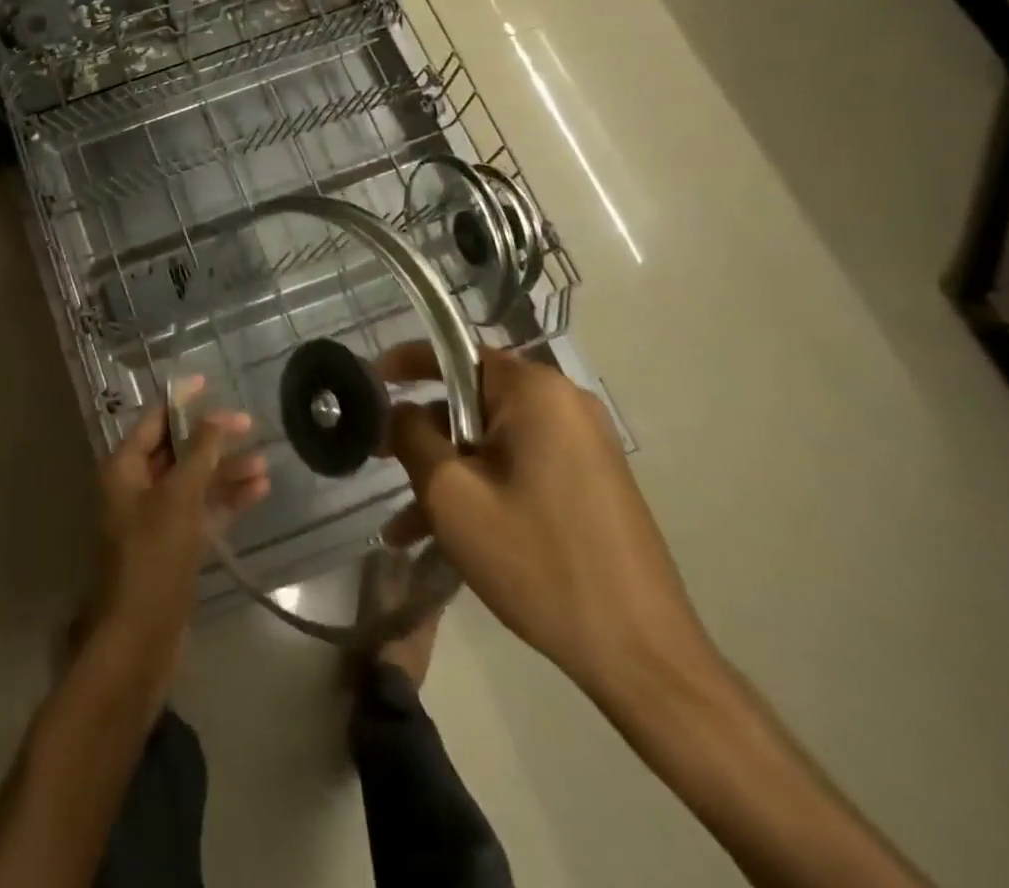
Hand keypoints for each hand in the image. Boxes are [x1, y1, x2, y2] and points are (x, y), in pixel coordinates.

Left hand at [91, 378, 269, 678]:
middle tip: (251, 427)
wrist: (139, 641)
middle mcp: (136, 488)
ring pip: (194, 483)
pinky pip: (201, 512)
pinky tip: (257, 491)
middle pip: (177, 451)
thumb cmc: (153, 558)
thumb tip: (218, 417)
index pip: (154, 420)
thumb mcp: (179, 498)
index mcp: (124, 468)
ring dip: (226, 472)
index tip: (209, 381)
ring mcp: (155, 519)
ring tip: (265, 464)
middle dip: (213, 439)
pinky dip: (226, 501)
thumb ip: (200, 454)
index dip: (181, 400)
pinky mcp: (173, 547)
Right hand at [379, 342, 719, 709]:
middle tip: (380, 462)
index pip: (456, 352)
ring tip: (403, 525)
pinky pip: (517, 467)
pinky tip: (442, 538)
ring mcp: (581, 445)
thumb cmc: (537, 561)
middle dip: (423, 433)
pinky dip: (481, 490)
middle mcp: (563, 405)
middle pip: (471, 399)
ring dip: (446, 474)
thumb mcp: (451, 494)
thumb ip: (412, 435)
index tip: (367, 383)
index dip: (405, 364)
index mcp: (535, 392)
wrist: (641, 656)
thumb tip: (399, 410)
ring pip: (490, 441)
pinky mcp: (589, 482)